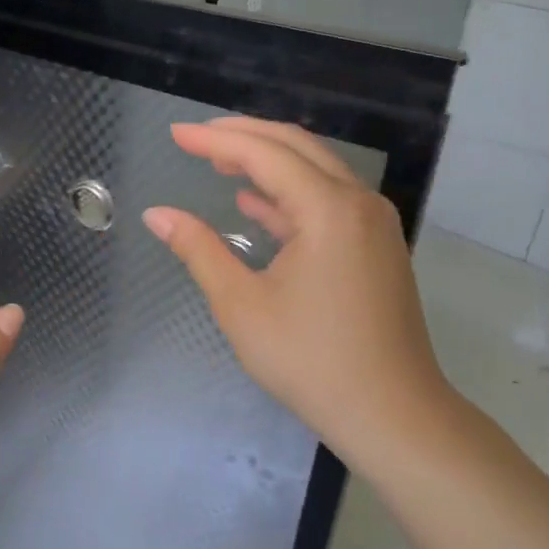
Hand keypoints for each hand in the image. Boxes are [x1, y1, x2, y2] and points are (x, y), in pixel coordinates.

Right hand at [141, 117, 456, 462]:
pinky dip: (287, 193)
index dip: (215, 140)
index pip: (263, 154)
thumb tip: (157, 214)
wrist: (392, 414)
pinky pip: (326, 200)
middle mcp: (357, 203)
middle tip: (194, 139)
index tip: (175, 134)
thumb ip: (198, 250)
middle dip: (242, 136)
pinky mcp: (375, 247)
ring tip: (217, 162)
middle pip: (295, 147)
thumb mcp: (241, 305)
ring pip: (314, 170)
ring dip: (266, 161)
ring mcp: (372, 224)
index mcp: (327, 210)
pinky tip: (254, 203)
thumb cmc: (310, 360)